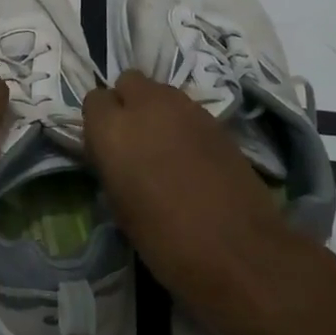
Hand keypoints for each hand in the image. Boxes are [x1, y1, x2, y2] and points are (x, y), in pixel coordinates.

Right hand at [83, 70, 323, 334]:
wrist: (241, 253)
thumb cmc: (167, 242)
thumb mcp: (121, 209)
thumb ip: (112, 168)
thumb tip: (115, 156)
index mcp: (113, 130)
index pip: (94, 100)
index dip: (99, 123)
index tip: (106, 148)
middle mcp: (147, 106)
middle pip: (129, 82)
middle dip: (127, 103)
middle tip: (134, 141)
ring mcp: (186, 108)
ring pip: (160, 91)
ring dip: (156, 111)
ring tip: (163, 148)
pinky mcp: (216, 119)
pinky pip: (187, 109)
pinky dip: (182, 124)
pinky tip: (190, 156)